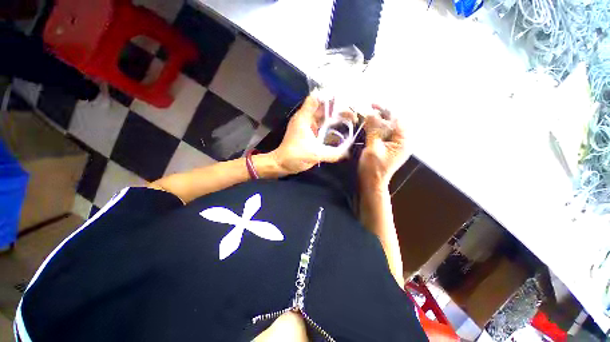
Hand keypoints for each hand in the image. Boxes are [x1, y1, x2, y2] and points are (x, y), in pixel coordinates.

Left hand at [270, 96, 352, 174]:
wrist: (282, 164)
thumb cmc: (294, 156)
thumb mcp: (314, 154)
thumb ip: (332, 153)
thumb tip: (348, 153)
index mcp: (305, 118)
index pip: (317, 99)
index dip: (330, 97)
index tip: (346, 101)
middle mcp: (307, 119)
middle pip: (325, 109)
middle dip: (339, 110)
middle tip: (354, 117)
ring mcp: (309, 127)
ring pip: (325, 119)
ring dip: (337, 119)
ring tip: (352, 121)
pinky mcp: (311, 135)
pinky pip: (324, 129)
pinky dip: (333, 129)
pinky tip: (343, 133)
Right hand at [358, 105, 409, 187]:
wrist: (371, 183)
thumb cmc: (373, 168)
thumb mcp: (373, 148)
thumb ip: (373, 130)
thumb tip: (370, 113)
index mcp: (403, 141)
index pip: (396, 119)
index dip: (384, 110)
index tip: (372, 104)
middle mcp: (402, 141)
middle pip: (393, 122)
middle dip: (381, 114)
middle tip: (368, 109)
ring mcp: (396, 144)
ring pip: (388, 127)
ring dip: (378, 120)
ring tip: (366, 116)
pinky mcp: (388, 147)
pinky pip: (384, 133)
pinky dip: (376, 128)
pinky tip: (368, 125)